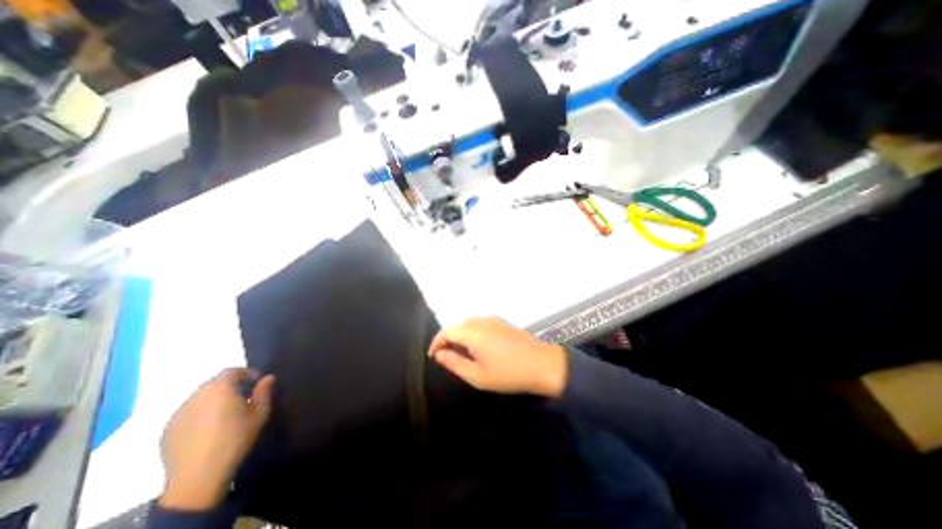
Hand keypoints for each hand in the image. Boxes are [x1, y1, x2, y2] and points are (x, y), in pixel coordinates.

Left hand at [158, 369, 273, 507]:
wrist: (198, 477)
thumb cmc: (236, 438)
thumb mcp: (260, 413)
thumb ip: (264, 392)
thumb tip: (267, 378)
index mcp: (220, 389)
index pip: (232, 371)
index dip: (247, 373)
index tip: (257, 381)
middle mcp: (197, 396)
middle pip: (214, 383)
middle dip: (230, 385)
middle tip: (243, 396)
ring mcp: (179, 413)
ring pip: (200, 398)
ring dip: (214, 399)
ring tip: (226, 413)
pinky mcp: (167, 430)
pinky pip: (188, 413)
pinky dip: (200, 413)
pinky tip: (209, 428)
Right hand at [431, 317, 565, 397]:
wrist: (542, 364)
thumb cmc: (508, 373)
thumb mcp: (478, 376)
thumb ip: (455, 363)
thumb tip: (440, 354)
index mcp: (473, 332)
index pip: (446, 331)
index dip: (436, 342)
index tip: (433, 356)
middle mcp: (481, 320)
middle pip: (457, 325)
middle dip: (448, 339)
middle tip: (446, 357)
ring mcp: (493, 319)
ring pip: (468, 323)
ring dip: (460, 335)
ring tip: (460, 354)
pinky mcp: (501, 321)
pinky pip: (480, 323)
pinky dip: (472, 333)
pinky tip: (477, 347)